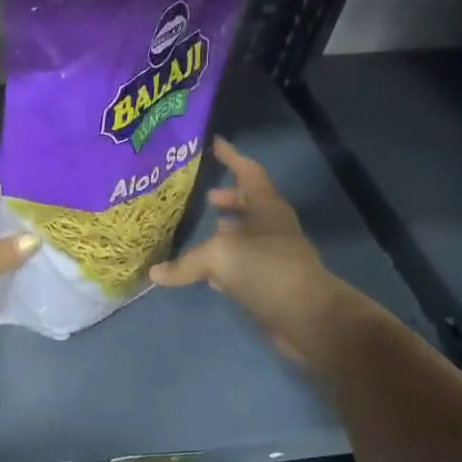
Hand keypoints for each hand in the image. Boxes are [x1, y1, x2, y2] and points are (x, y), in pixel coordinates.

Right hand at [148, 137, 348, 356]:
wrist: (306, 317)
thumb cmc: (266, 269)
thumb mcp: (219, 256)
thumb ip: (186, 263)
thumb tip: (155, 273)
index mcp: (267, 209)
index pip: (249, 173)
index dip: (232, 157)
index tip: (215, 144)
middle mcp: (273, 229)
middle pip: (251, 205)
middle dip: (229, 199)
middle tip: (206, 196)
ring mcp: (273, 257)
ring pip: (246, 237)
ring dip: (226, 232)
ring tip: (202, 231)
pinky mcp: (268, 284)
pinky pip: (241, 266)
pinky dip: (224, 265)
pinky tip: (206, 273)